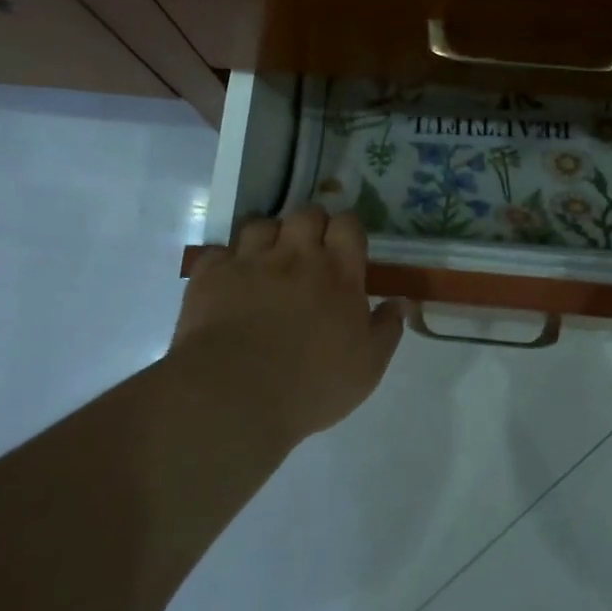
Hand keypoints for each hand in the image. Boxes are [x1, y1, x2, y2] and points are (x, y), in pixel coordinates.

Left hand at [167, 207, 404, 451]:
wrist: (235, 396)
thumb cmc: (312, 385)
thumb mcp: (367, 367)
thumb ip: (386, 329)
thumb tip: (401, 302)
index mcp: (338, 273)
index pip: (348, 225)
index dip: (347, 229)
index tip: (345, 247)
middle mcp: (295, 256)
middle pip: (306, 214)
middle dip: (310, 225)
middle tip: (309, 251)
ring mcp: (250, 261)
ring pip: (261, 224)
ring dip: (268, 237)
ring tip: (267, 261)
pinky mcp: (210, 275)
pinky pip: (219, 251)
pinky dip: (226, 262)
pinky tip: (229, 280)